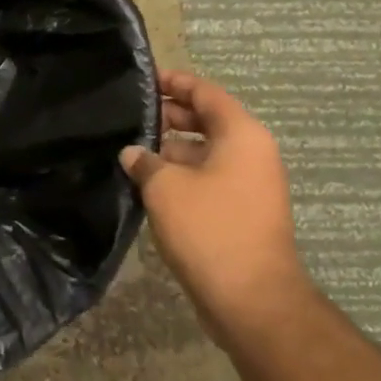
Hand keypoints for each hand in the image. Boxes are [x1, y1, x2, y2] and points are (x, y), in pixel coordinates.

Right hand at [121, 70, 311, 348]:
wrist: (252, 300)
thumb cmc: (210, 229)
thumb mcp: (166, 188)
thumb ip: (145, 161)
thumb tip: (133, 153)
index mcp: (241, 134)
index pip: (205, 92)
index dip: (173, 82)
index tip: (142, 80)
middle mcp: (251, 153)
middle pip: (206, 120)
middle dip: (168, 116)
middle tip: (129, 116)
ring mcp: (249, 184)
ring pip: (205, 152)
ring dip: (170, 150)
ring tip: (130, 149)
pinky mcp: (241, 212)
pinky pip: (208, 179)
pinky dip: (181, 175)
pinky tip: (146, 183)